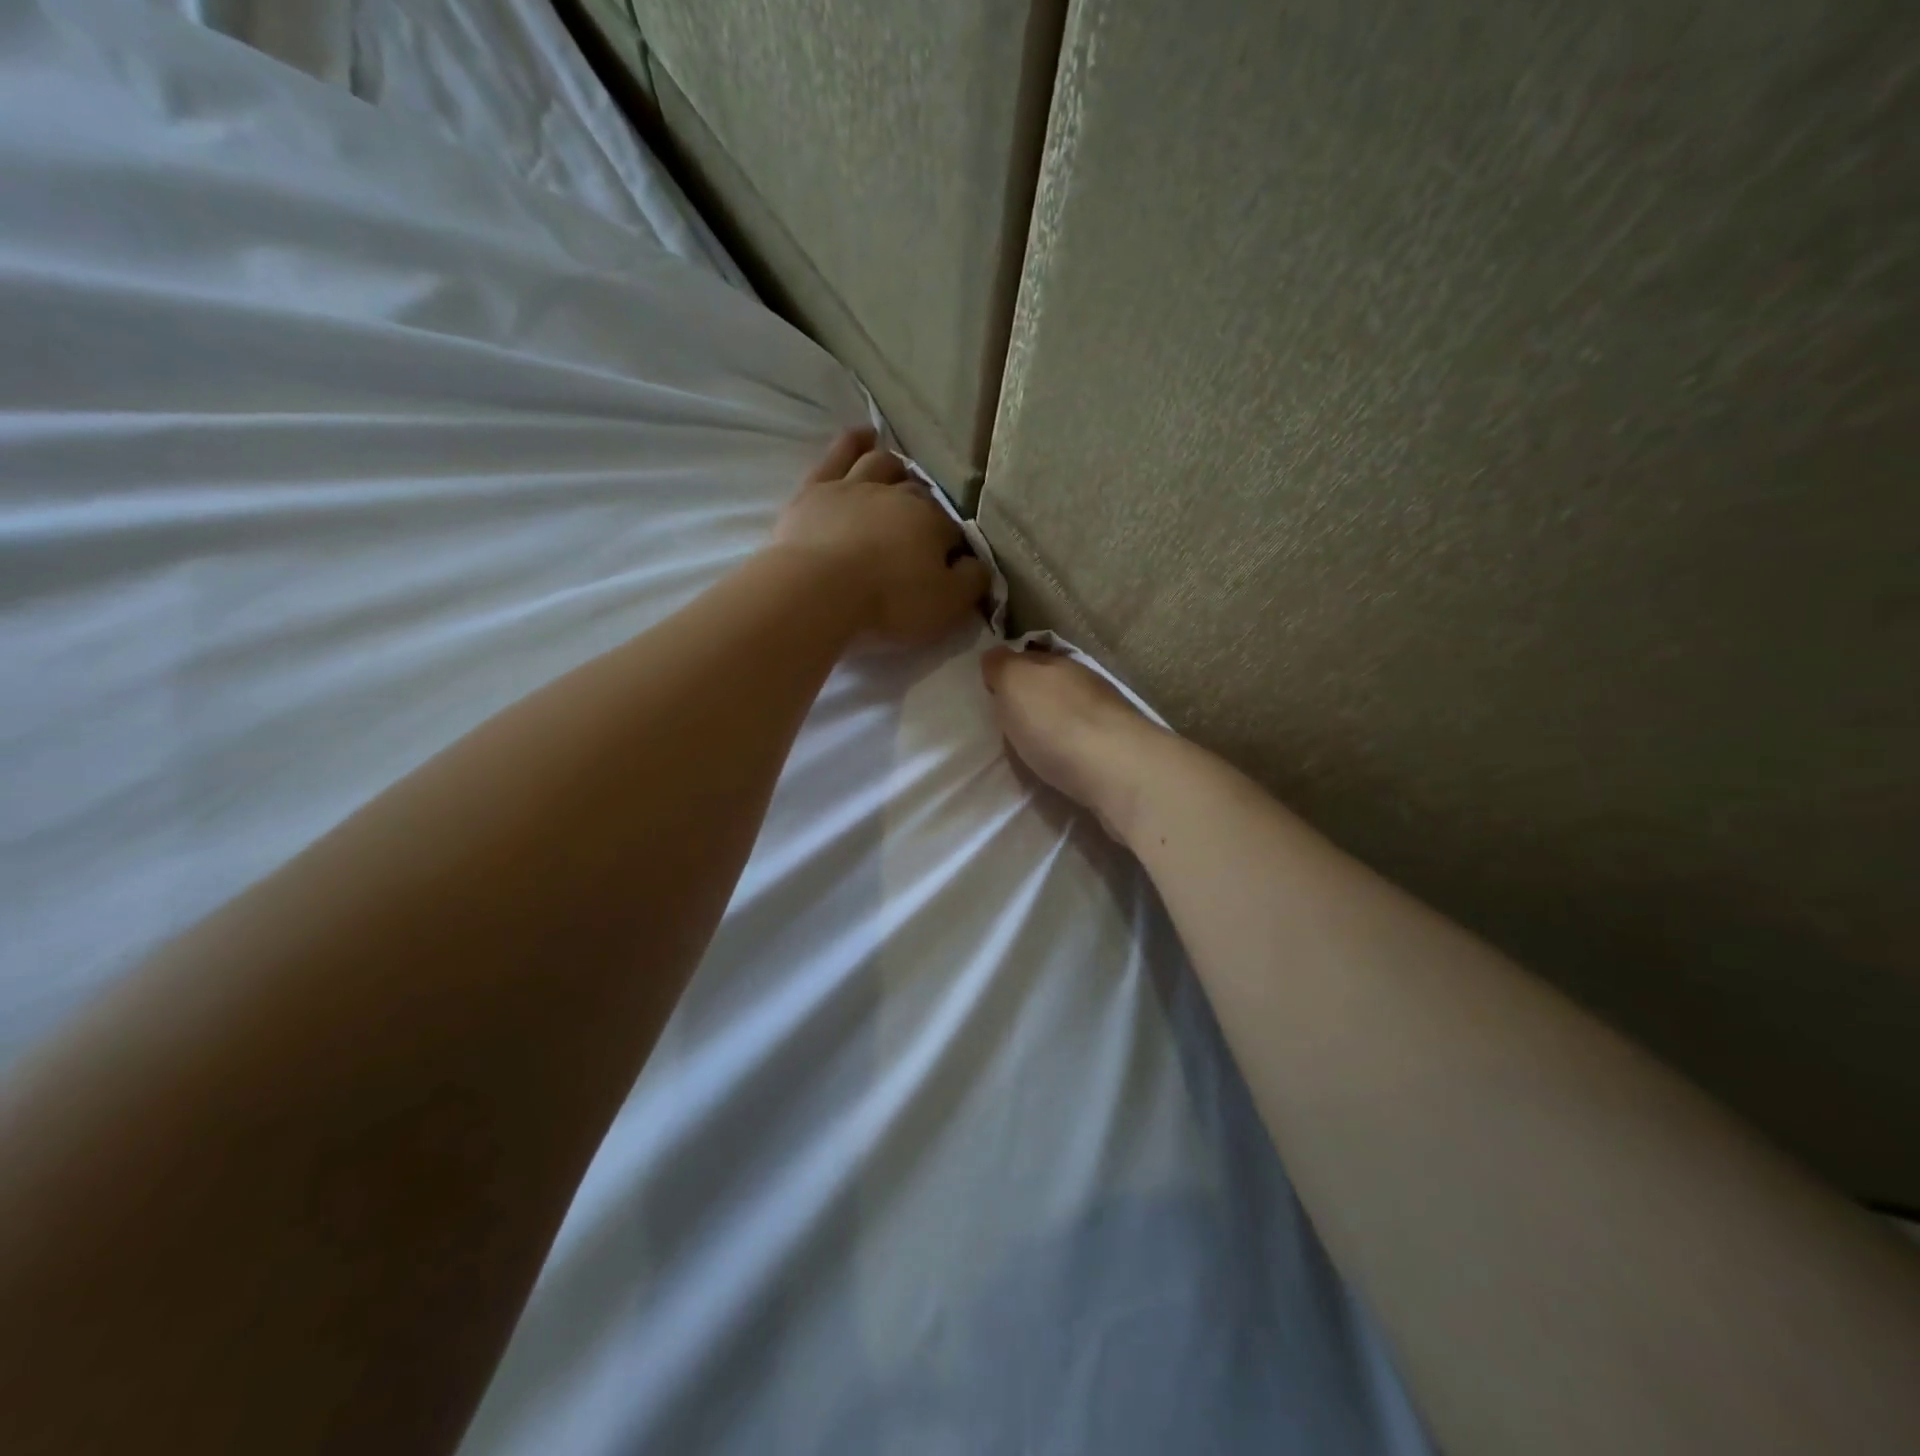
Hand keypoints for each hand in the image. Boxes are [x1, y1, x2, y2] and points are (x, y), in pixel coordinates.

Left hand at [773, 428, 991, 647]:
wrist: (818, 591)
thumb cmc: (890, 601)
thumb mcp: (947, 604)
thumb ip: (972, 582)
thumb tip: (978, 565)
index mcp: (933, 522)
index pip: (952, 530)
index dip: (953, 547)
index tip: (948, 565)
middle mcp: (898, 494)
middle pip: (918, 494)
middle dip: (926, 507)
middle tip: (923, 527)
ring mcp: (855, 486)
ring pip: (882, 464)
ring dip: (895, 467)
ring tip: (899, 474)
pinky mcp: (816, 489)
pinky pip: (840, 454)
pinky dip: (854, 442)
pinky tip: (863, 436)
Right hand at [980, 646, 1162, 838]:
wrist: (1119, 771)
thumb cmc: (1057, 723)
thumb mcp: (1015, 683)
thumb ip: (1002, 667)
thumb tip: (995, 657)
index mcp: (1060, 663)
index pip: (1029, 657)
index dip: (1009, 669)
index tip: (991, 688)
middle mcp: (1086, 683)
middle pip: (1052, 684)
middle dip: (1033, 696)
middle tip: (1008, 719)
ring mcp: (1108, 718)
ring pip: (1071, 712)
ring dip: (1053, 723)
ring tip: (1032, 744)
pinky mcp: (1118, 752)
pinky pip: (1084, 742)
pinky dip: (1070, 747)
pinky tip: (1060, 760)